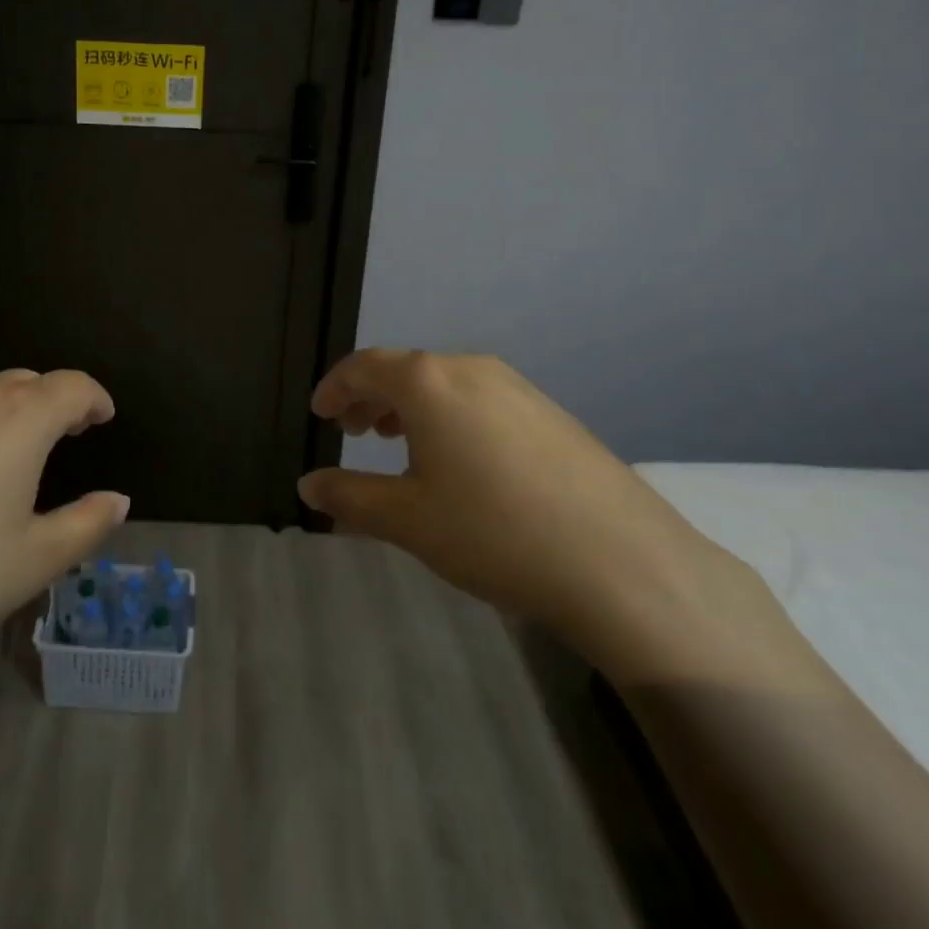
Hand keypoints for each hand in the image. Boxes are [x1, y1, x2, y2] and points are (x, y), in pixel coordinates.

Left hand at [0, 369, 127, 681]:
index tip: (104, 417)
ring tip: (17, 450)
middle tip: (68, 433)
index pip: (72, 387)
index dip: (94, 398)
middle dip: (55, 401)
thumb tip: (118, 500)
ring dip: (11, 409)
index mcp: (22, 418)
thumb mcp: (37, 558)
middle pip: (28, 382)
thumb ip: (88, 523)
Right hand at [298, 350, 723, 656]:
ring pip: (444, 382)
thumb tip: (308, 484)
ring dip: (410, 405)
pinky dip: (449, 415)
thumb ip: (349, 496)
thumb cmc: (493, 532)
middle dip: (370, 396)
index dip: (335, 387)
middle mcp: (470, 368)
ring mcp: (516, 386)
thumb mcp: (407, 519)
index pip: (364, 366)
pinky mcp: (548, 411)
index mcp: (428, 382)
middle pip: (404, 369)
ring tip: (397, 442)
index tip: (319, 414)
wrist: (620, 562)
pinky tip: (458, 459)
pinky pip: (479, 397)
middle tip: (352, 430)